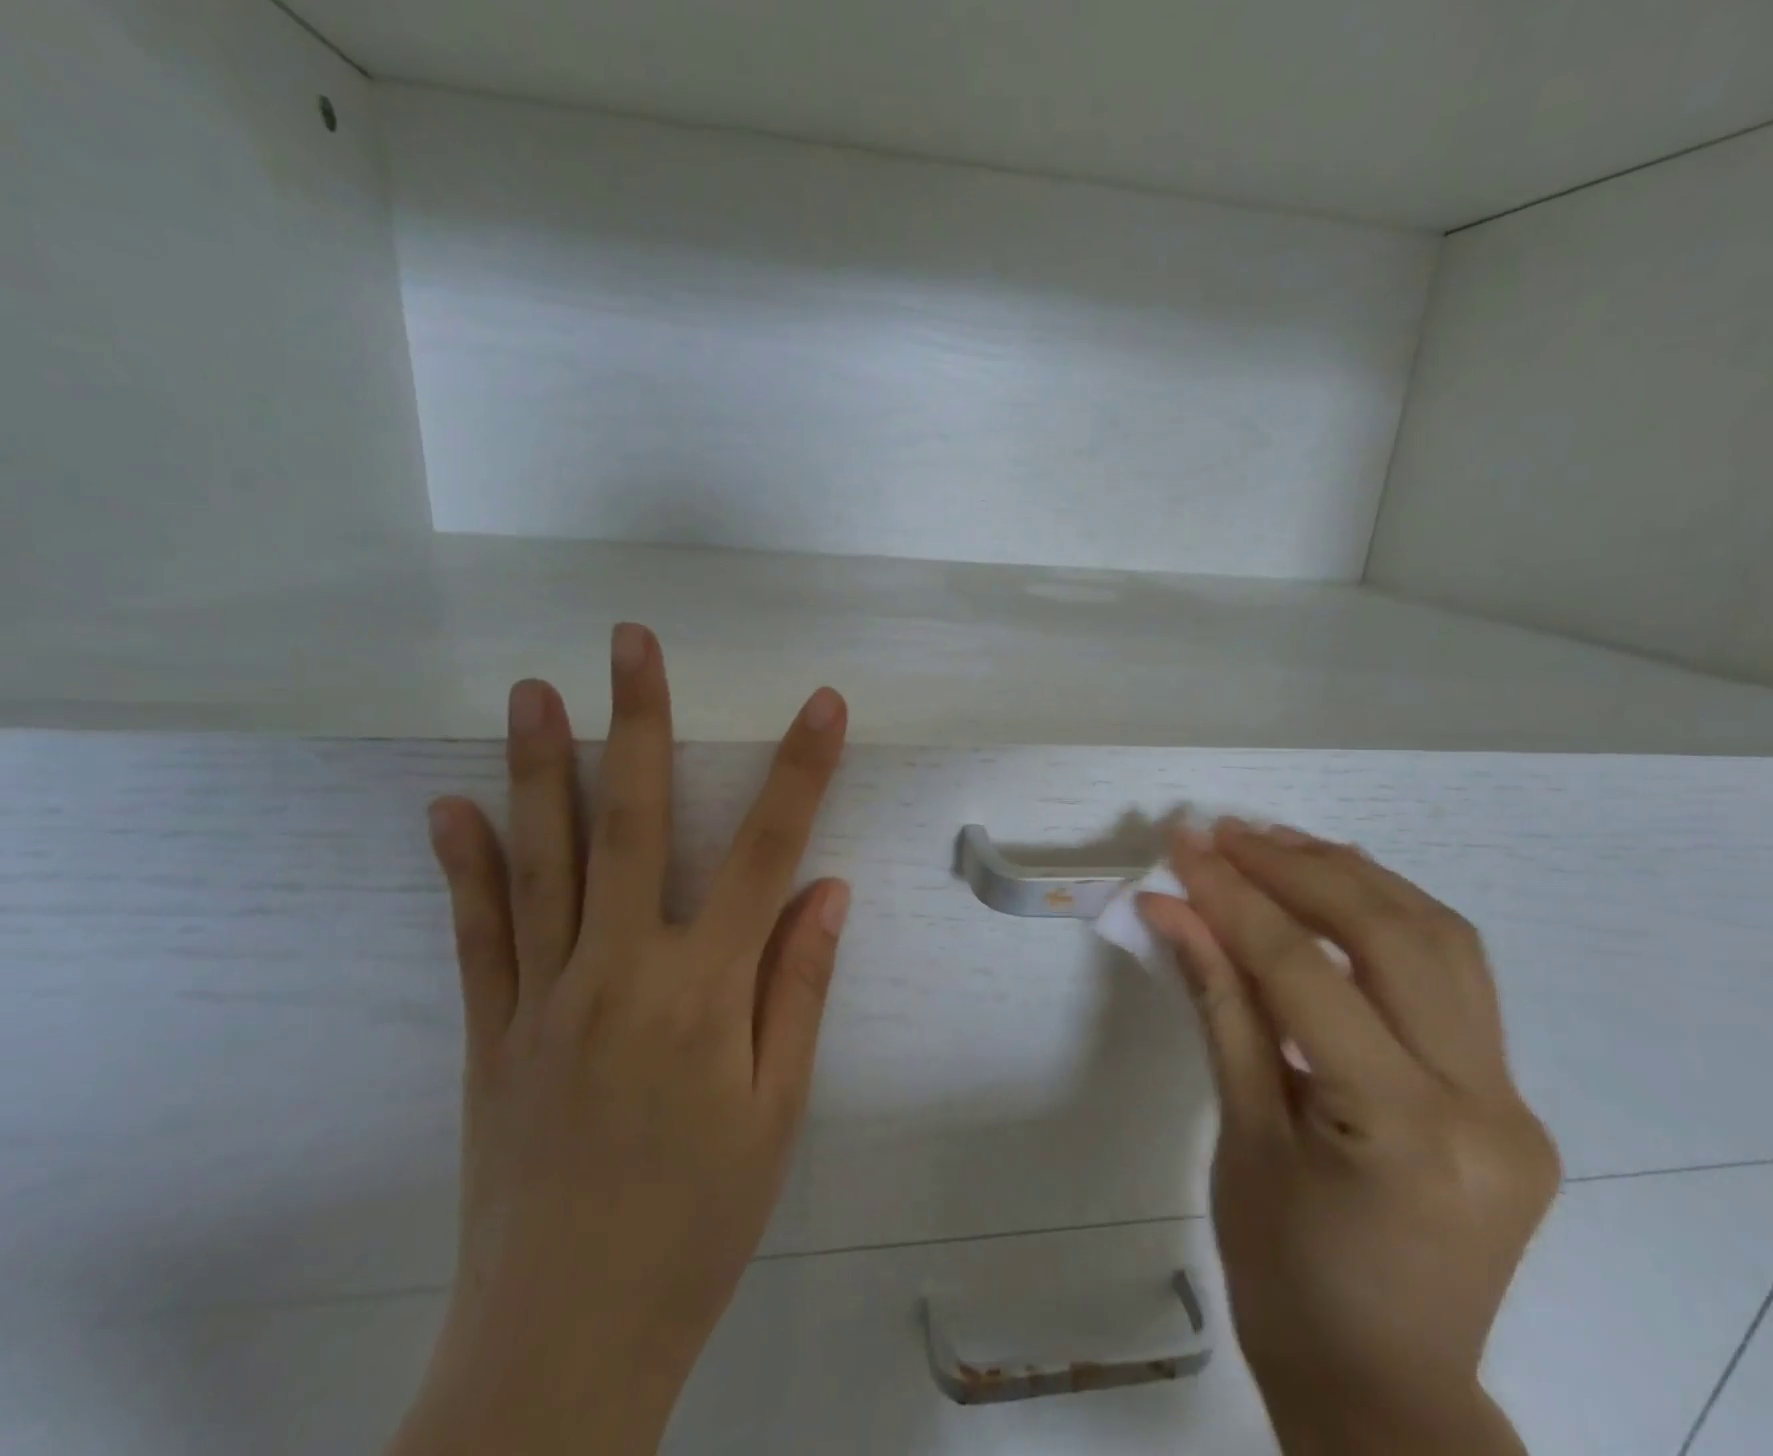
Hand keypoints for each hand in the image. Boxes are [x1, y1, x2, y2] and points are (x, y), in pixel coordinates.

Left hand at [390, 624, 849, 1455]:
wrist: (564, 1343)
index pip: (767, 852)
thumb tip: (826, 890)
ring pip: (542, 858)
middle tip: (630, 642)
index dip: (800, 771)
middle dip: (638, 721)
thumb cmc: (700, 1221)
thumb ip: (798, 985)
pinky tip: (454, 806)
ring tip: (535, 690)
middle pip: (631, 822)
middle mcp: (619, 972)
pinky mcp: (492, 1033)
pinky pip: (479, 933)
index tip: (822, 705)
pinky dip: (466, 864)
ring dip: (541, 765)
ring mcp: (544, 997)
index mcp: (704, 992)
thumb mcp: (777, 1109)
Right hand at [1140, 819, 1559, 1455]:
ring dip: (1354, 877)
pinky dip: (1391, 918)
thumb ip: (1216, 1002)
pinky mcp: (1510, 1098)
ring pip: (1442, 940)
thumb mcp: (1239, 1133)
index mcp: (1402, 1132)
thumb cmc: (1285, 1277)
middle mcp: (1482, 1106)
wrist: (1384, 1390)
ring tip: (1278, 842)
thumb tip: (1170, 910)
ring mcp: (1513, 1101)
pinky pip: (1455, 979)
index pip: (1305, 974)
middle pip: (1393, 936)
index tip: (1184, 847)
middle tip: (1229, 831)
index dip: (1235, 899)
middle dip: (1300, 868)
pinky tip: (1339, 891)